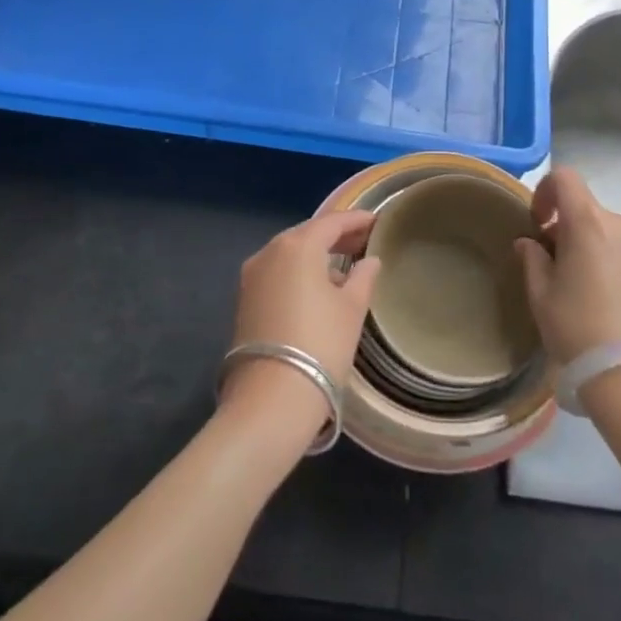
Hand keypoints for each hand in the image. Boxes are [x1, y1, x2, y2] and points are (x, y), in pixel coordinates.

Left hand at [220, 210, 380, 430]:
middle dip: (335, 236)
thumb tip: (370, 261)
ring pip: (289, 254)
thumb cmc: (320, 345)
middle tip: (363, 241)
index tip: (377, 222)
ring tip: (343, 265)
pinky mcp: (243, 300)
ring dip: (315, 255)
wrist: (270, 400)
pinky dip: (298, 273)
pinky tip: (317, 288)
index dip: (356, 220)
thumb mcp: (351, 310)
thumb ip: (363, 278)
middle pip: (307, 234)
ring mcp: (252, 276)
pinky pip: (277, 273)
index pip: (332, 222)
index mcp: (298, 246)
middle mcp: (269, 251)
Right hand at [515, 166, 620, 365]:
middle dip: (567, 227)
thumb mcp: (541, 295)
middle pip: (587, 208)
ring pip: (609, 230)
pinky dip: (614, 259)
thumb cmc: (579, 329)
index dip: (545, 192)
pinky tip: (608, 296)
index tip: (538, 223)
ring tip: (584, 284)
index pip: (565, 178)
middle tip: (555, 264)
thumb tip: (530, 243)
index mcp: (589, 221)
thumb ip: (532, 259)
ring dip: (592, 244)